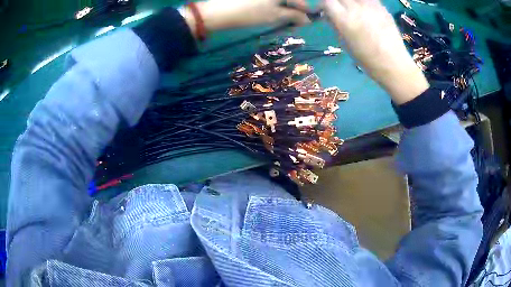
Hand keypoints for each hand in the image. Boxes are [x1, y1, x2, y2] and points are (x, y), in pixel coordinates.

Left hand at [183, 0, 310, 33]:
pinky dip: (274, 5)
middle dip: (294, 9)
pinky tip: (271, 12)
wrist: (220, 12)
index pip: (300, 0)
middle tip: (292, 22)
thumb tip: (307, 19)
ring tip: (282, 19)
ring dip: (284, 8)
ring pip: (279, 0)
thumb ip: (294, 16)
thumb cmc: (251, 13)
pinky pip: (269, 0)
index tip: (306, 21)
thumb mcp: (275, 15)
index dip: (304, 10)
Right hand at [323, 0, 428, 103]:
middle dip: (337, 2)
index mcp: (344, 20)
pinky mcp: (382, 7)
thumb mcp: (345, 43)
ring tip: (352, 8)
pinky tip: (364, 9)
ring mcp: (370, 6)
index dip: (324, 5)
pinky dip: (362, 2)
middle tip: (339, 9)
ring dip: (350, 1)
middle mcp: (356, 8)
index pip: (327, 2)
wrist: (393, 64)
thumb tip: (329, 15)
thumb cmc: (367, 60)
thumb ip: (336, 25)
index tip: (326, 10)